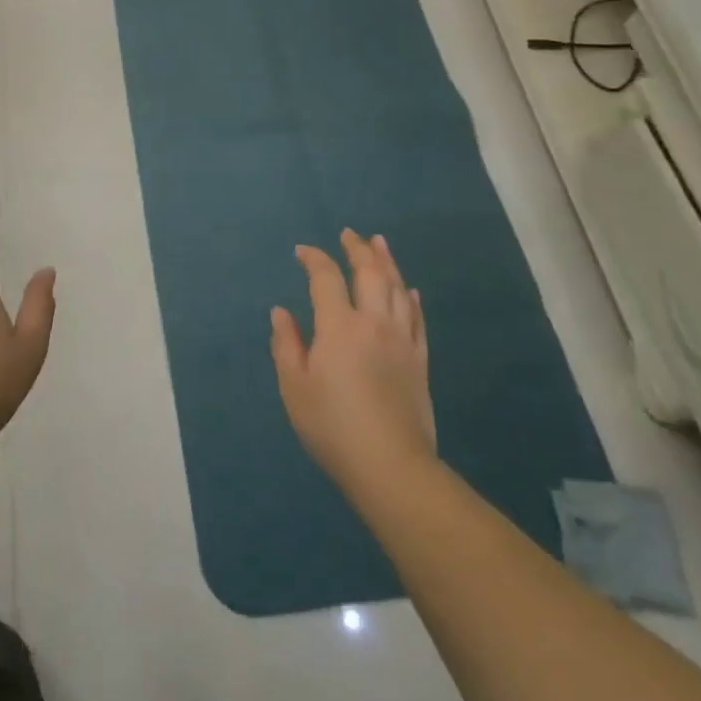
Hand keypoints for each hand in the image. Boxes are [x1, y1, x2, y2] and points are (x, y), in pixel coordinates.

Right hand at [271, 230, 434, 494]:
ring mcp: (402, 341)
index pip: (326, 278)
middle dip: (357, 249)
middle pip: (370, 274)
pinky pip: (418, 319)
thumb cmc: (332, 426)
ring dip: (388, 262)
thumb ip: (286, 344)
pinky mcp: (420, 361)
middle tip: (348, 234)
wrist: (390, 466)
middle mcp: (374, 323)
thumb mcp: (295, 387)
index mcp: (339, 326)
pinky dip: (411, 299)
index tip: (302, 251)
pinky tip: (409, 290)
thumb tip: (281, 312)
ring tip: (380, 243)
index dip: (314, 259)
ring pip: (398, 289)